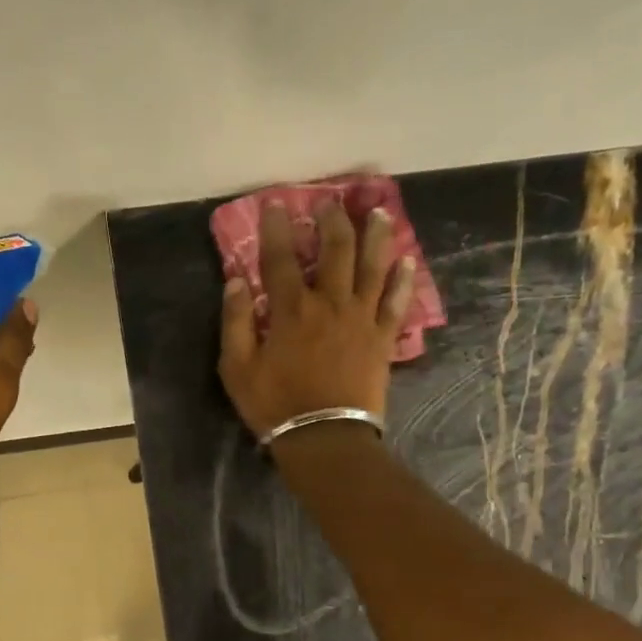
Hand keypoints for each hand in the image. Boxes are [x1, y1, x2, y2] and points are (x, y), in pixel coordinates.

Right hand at [219, 199, 414, 445]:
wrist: (325, 438)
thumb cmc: (275, 405)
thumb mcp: (237, 369)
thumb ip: (235, 322)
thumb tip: (235, 280)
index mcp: (291, 310)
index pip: (281, 258)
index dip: (276, 228)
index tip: (276, 203)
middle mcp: (330, 303)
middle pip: (335, 250)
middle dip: (332, 221)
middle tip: (330, 202)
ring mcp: (361, 319)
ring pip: (372, 266)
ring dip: (375, 235)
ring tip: (378, 211)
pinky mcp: (382, 339)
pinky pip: (397, 302)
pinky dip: (402, 280)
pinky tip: (406, 260)